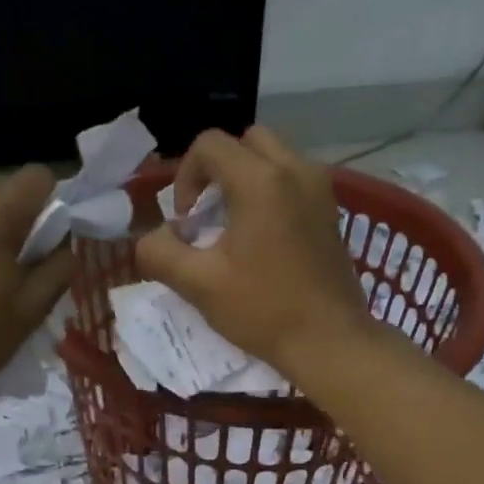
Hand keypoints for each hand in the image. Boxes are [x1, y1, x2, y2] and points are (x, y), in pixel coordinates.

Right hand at [135, 127, 371, 378]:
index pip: (210, 144)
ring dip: (245, 179)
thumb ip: (160, 253)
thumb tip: (153, 238)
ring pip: (272, 157)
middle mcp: (295, 170)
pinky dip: (270, 192)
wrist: (330, 341)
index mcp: (261, 181)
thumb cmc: (264, 311)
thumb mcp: (199, 285)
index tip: (186, 222)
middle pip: (245, 142)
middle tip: (208, 215)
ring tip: (233, 226)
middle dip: (217, 170)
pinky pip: (293, 179)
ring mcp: (320, 188)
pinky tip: (262, 237)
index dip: (185, 177)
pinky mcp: (331, 209)